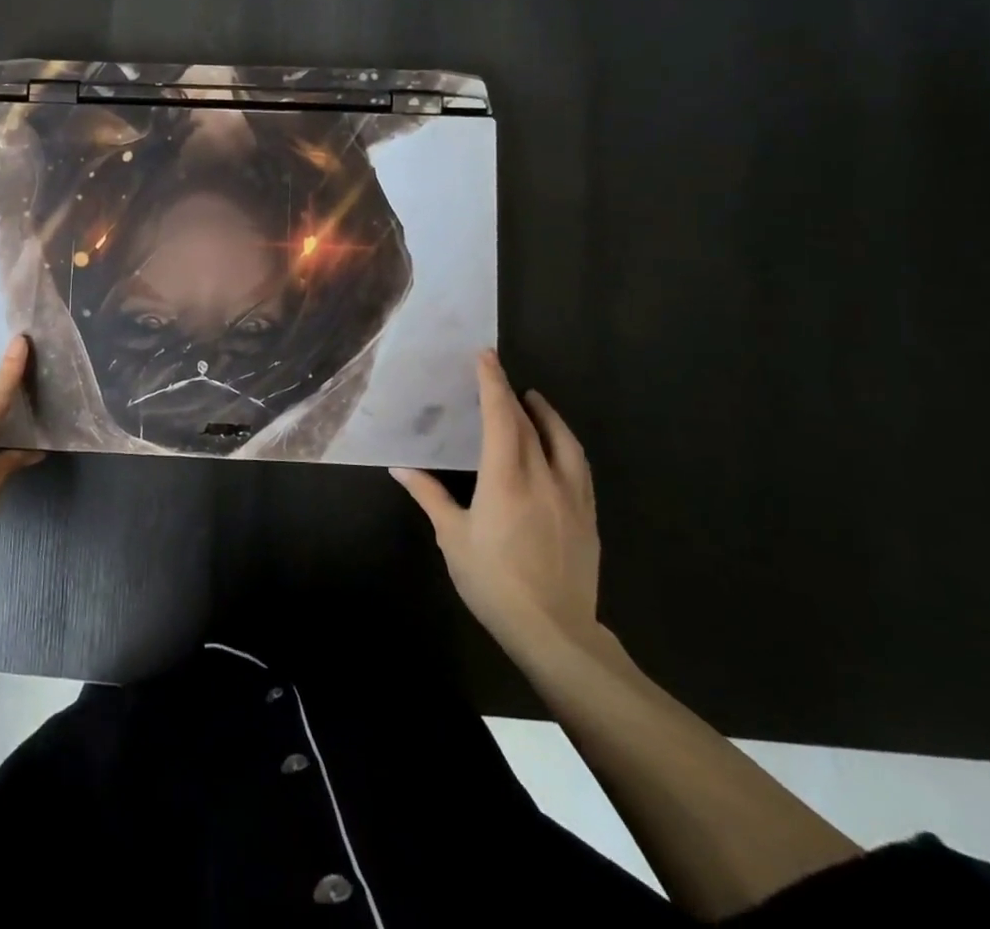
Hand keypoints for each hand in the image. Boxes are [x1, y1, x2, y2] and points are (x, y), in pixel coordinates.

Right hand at [392, 349, 600, 665]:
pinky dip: (565, 445)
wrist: (555, 633)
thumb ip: (430, 496)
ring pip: (565, 442)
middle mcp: (544, 478)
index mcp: (507, 478)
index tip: (485, 356)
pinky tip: (557, 449)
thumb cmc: (494, 582)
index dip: (493, 383)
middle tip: (498, 375)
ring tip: (534, 401)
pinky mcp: (588, 517)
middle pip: (532, 424)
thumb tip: (401, 468)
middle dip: (513, 394)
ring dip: (548, 415)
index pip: (501, 417)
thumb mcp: (453, 538)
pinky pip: (579, 467)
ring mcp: (573, 497)